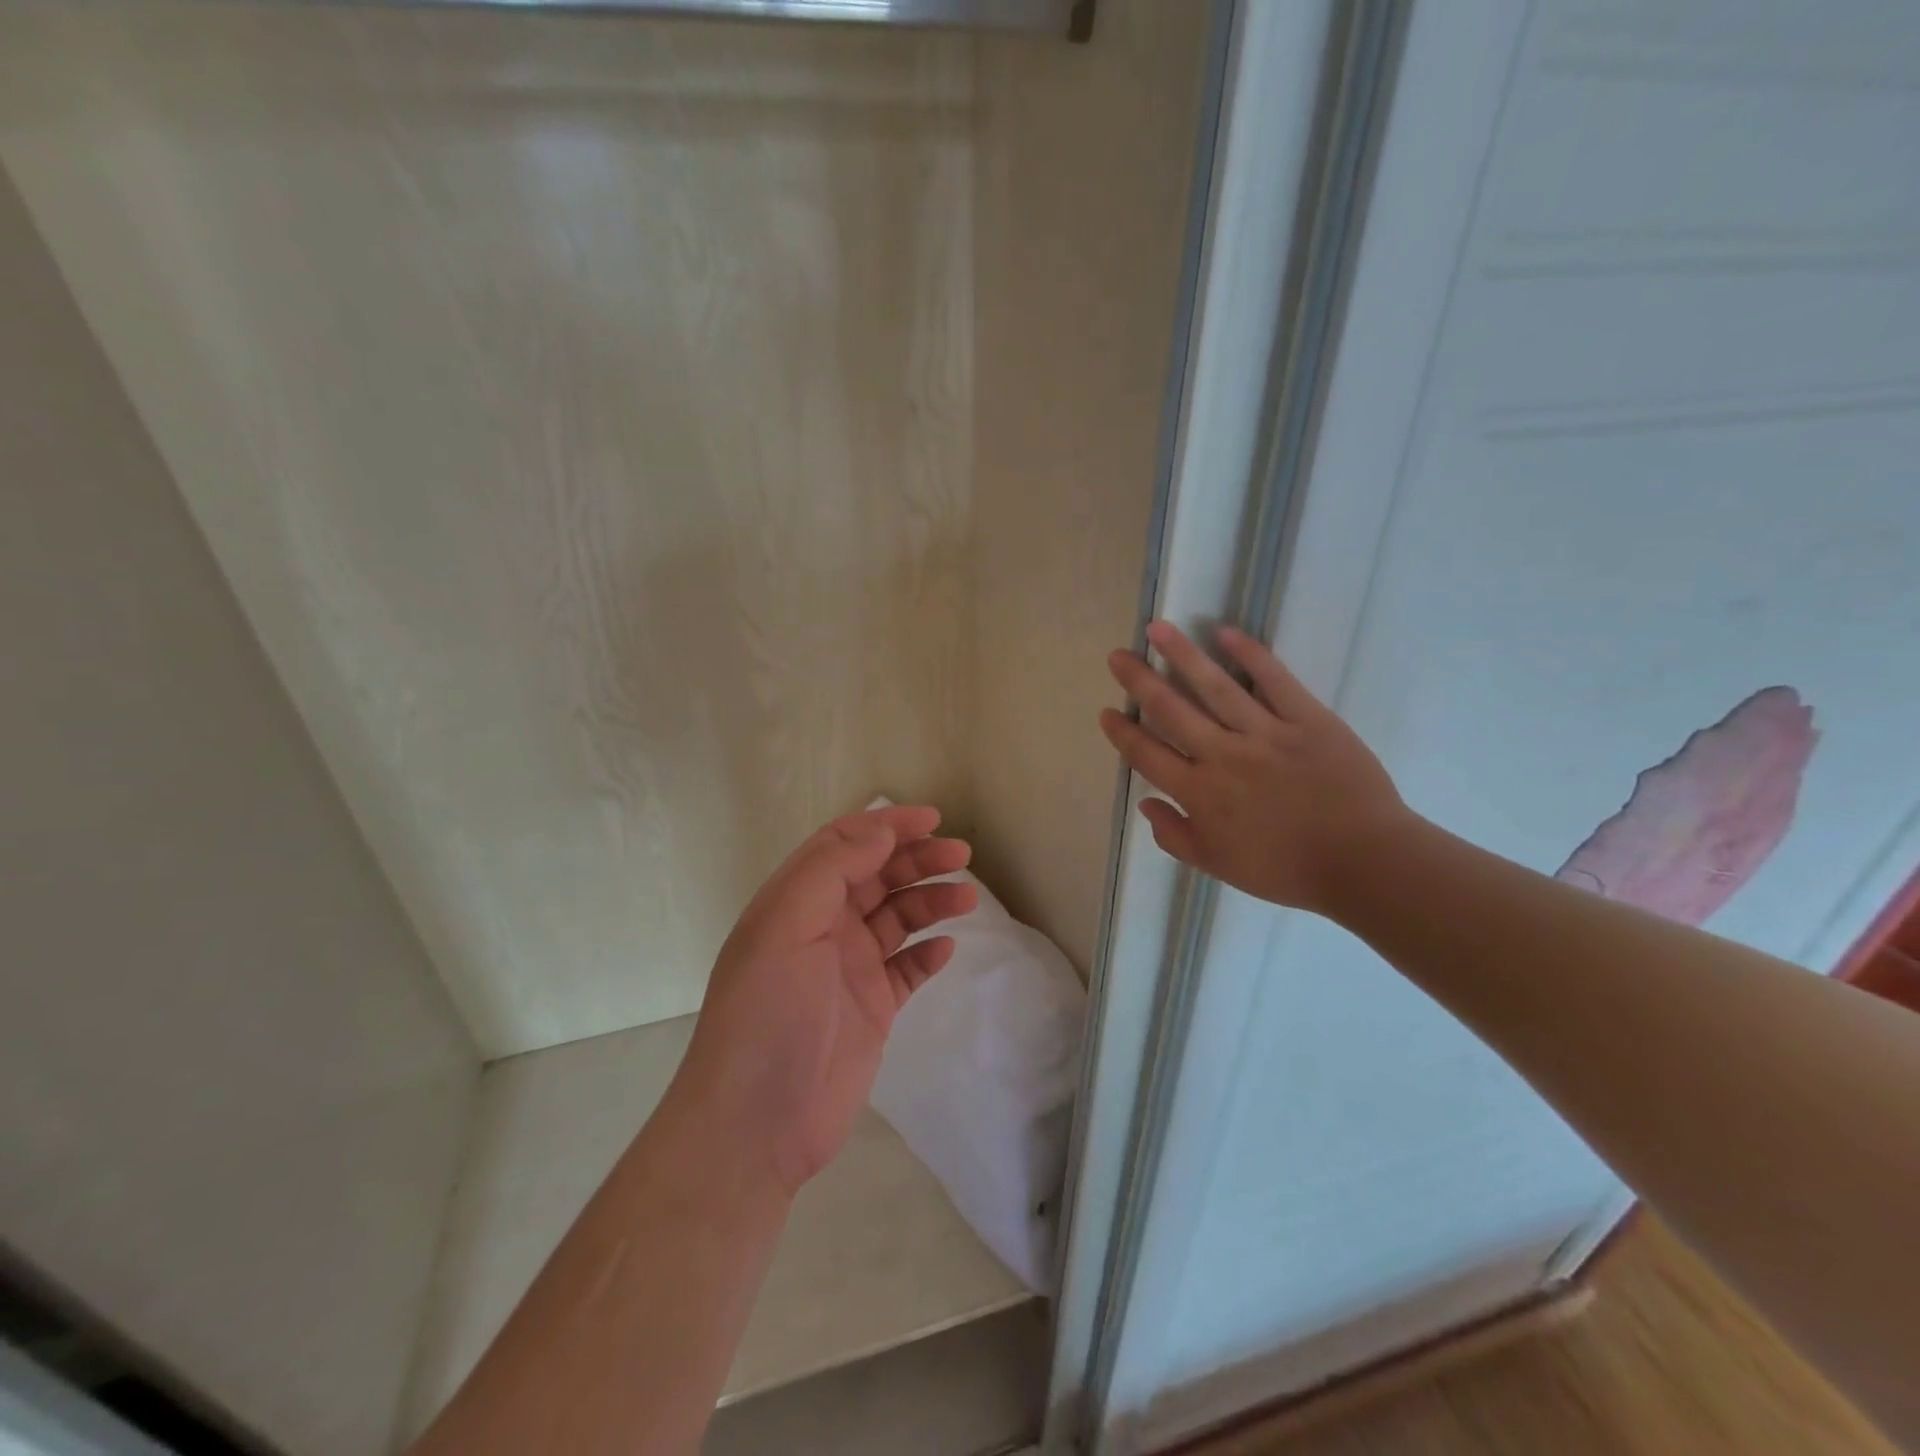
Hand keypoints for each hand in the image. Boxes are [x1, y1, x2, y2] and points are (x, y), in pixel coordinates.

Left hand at [675, 806, 976, 1193]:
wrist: (756, 1124)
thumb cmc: (767, 1013)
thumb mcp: (787, 925)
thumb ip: (832, 869)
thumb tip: (879, 829)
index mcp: (796, 902)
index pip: (844, 846)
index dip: (886, 826)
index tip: (932, 819)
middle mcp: (822, 928)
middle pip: (876, 877)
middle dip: (917, 859)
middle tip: (961, 855)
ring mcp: (848, 969)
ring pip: (897, 919)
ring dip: (930, 901)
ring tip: (967, 897)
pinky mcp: (871, 1009)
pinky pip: (906, 969)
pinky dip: (928, 953)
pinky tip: (947, 947)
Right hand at [1099, 621, 1409, 913]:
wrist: (1363, 861)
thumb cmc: (1286, 869)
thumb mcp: (1217, 866)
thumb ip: (1174, 835)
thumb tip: (1145, 802)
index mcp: (1200, 793)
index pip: (1149, 755)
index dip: (1124, 733)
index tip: (1106, 711)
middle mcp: (1223, 755)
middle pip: (1172, 711)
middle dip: (1140, 681)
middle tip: (1118, 656)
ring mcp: (1265, 733)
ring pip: (1215, 687)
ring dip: (1183, 655)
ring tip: (1158, 629)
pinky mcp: (1307, 718)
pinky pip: (1274, 681)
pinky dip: (1250, 655)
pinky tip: (1225, 633)